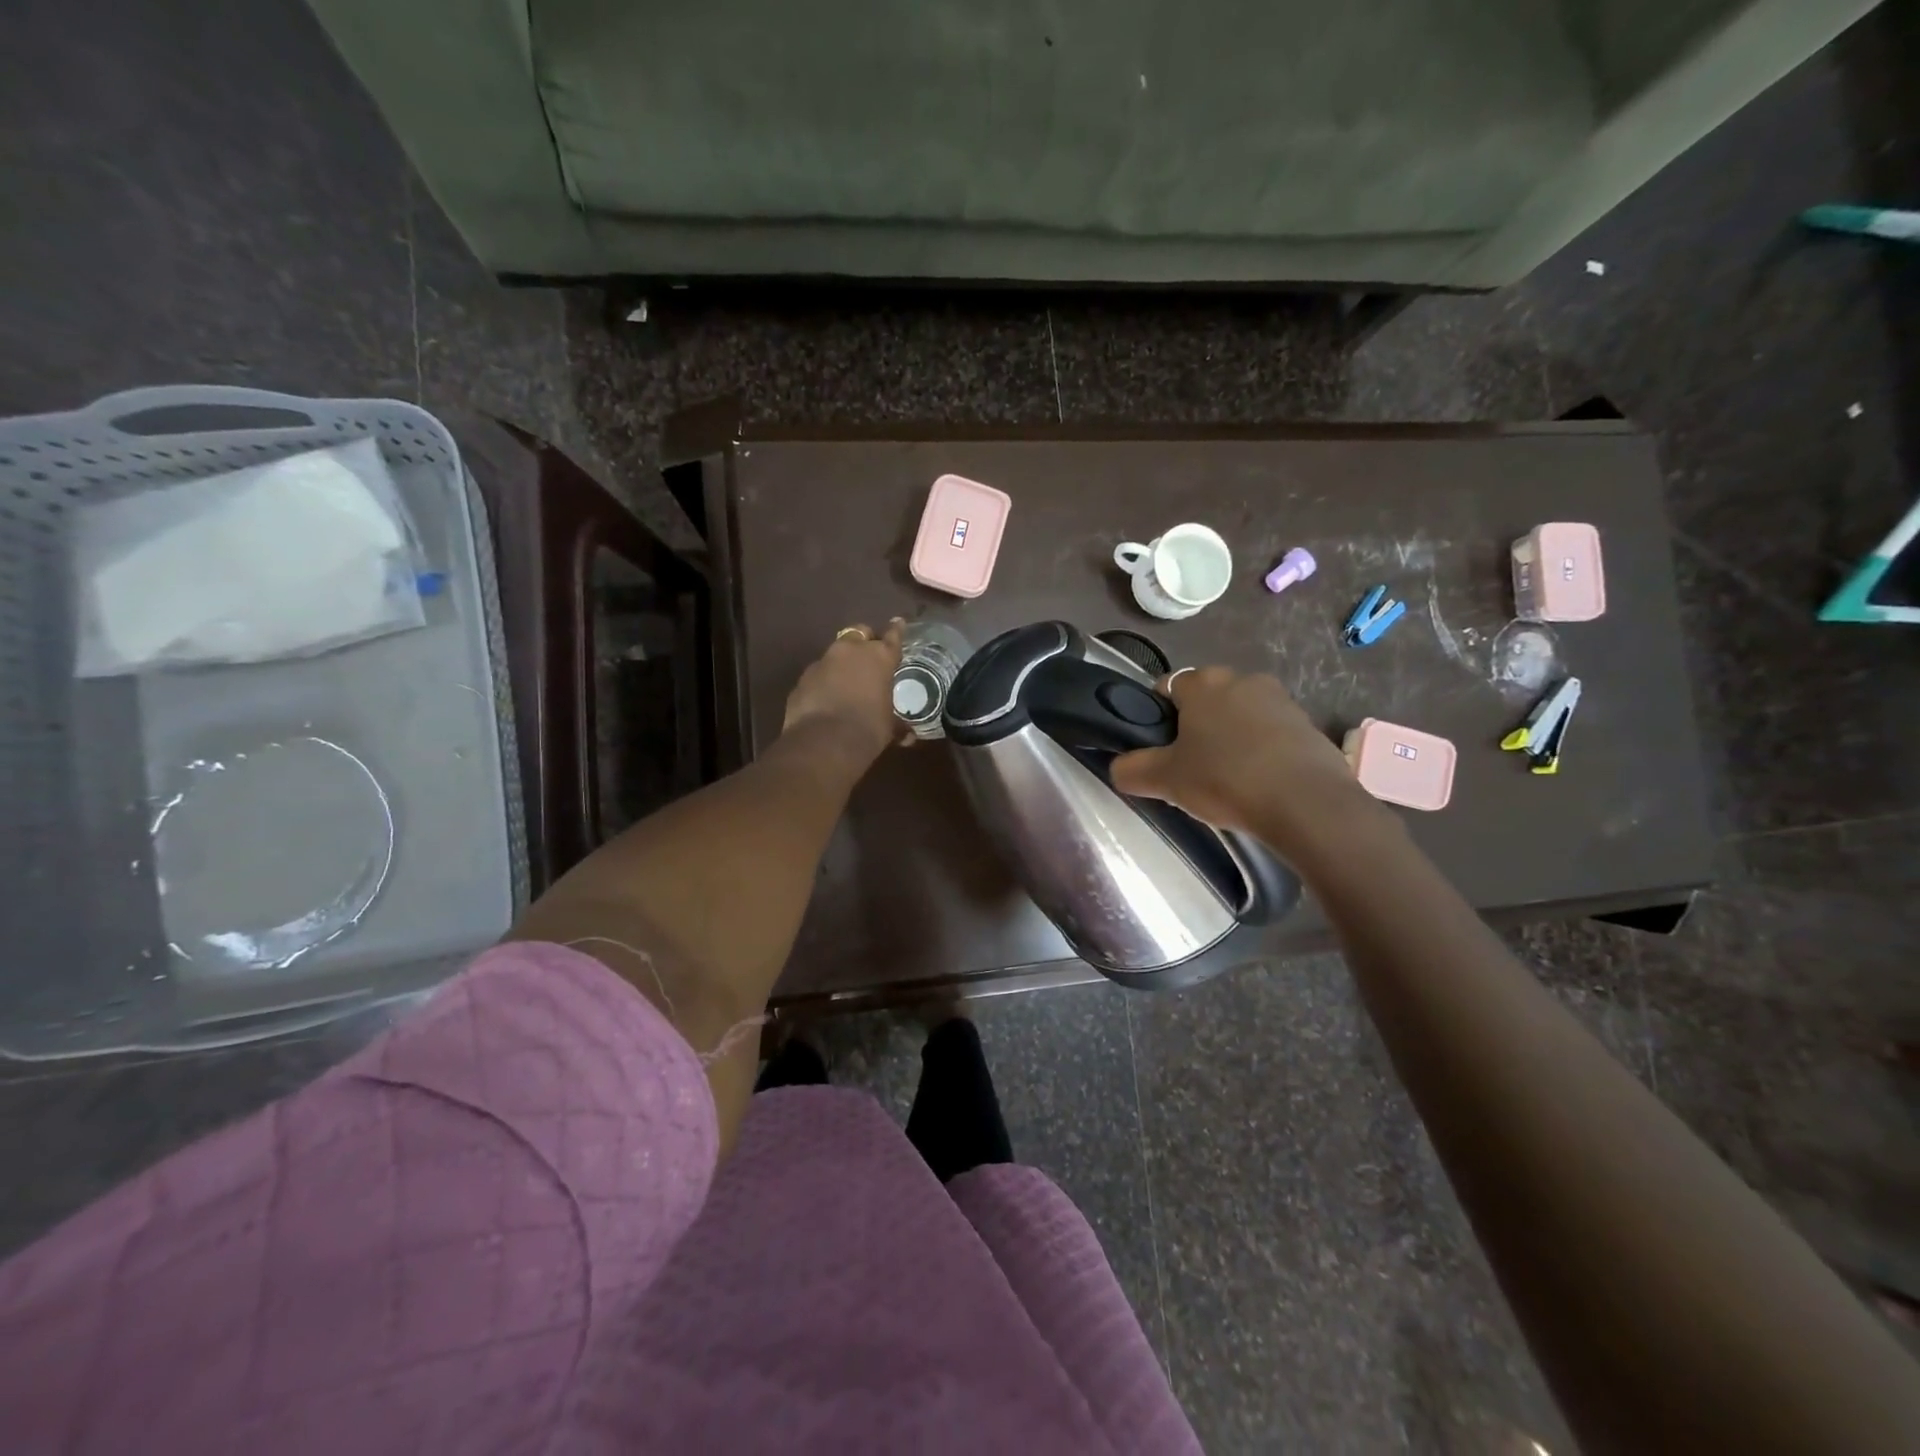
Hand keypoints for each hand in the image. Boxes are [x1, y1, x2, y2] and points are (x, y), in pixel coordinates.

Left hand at [781, 620, 905, 765]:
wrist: (824, 742)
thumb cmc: (868, 729)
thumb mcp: (888, 728)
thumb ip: (897, 725)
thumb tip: (908, 736)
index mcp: (879, 657)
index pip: (892, 636)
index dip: (896, 629)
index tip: (898, 622)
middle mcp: (850, 651)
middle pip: (859, 632)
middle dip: (864, 640)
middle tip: (868, 655)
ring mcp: (823, 662)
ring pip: (835, 653)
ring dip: (841, 662)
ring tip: (845, 680)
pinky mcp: (803, 678)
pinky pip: (818, 674)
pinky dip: (824, 681)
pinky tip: (826, 698)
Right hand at [1110, 665, 1386, 854]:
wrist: (1306, 803)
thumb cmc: (1226, 779)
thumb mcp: (1165, 780)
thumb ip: (1131, 770)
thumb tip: (1117, 767)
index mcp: (1203, 682)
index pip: (1167, 687)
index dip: (1158, 716)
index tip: (1160, 749)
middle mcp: (1242, 678)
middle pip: (1206, 700)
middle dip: (1197, 726)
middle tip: (1190, 766)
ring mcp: (1280, 699)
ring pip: (1240, 715)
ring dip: (1231, 737)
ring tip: (1228, 779)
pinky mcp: (1308, 724)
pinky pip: (1272, 733)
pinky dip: (1262, 750)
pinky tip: (1259, 782)